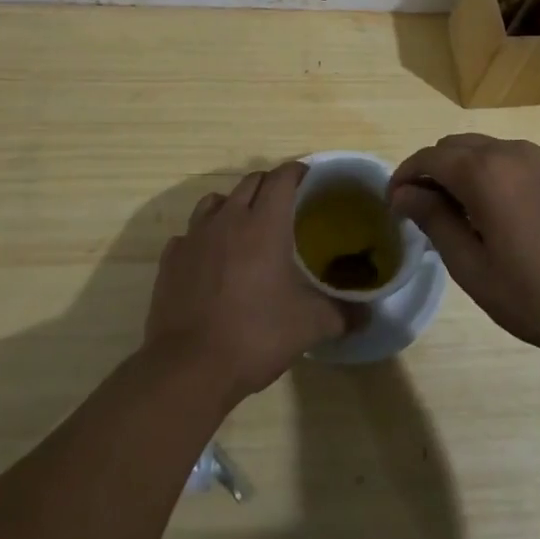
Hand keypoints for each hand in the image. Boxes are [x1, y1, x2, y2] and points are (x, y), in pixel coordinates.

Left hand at [144, 160, 348, 400]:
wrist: (189, 367)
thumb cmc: (256, 335)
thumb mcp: (310, 326)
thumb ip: (343, 314)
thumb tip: (368, 316)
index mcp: (264, 224)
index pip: (282, 178)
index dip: (296, 171)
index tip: (308, 177)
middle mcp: (228, 219)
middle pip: (250, 182)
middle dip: (269, 185)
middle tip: (285, 203)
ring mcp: (194, 237)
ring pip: (215, 201)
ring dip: (233, 204)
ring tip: (245, 225)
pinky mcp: (171, 259)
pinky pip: (189, 234)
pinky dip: (203, 237)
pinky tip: (210, 258)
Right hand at [391, 134, 539, 359]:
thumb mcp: (476, 269)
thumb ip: (436, 222)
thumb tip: (404, 193)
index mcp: (484, 172)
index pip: (428, 157)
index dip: (403, 177)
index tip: (393, 208)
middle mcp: (509, 152)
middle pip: (452, 146)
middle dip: (429, 172)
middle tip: (422, 215)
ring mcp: (538, 158)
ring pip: (480, 149)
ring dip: (458, 172)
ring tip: (456, 218)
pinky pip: (507, 159)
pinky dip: (486, 174)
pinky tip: (493, 215)